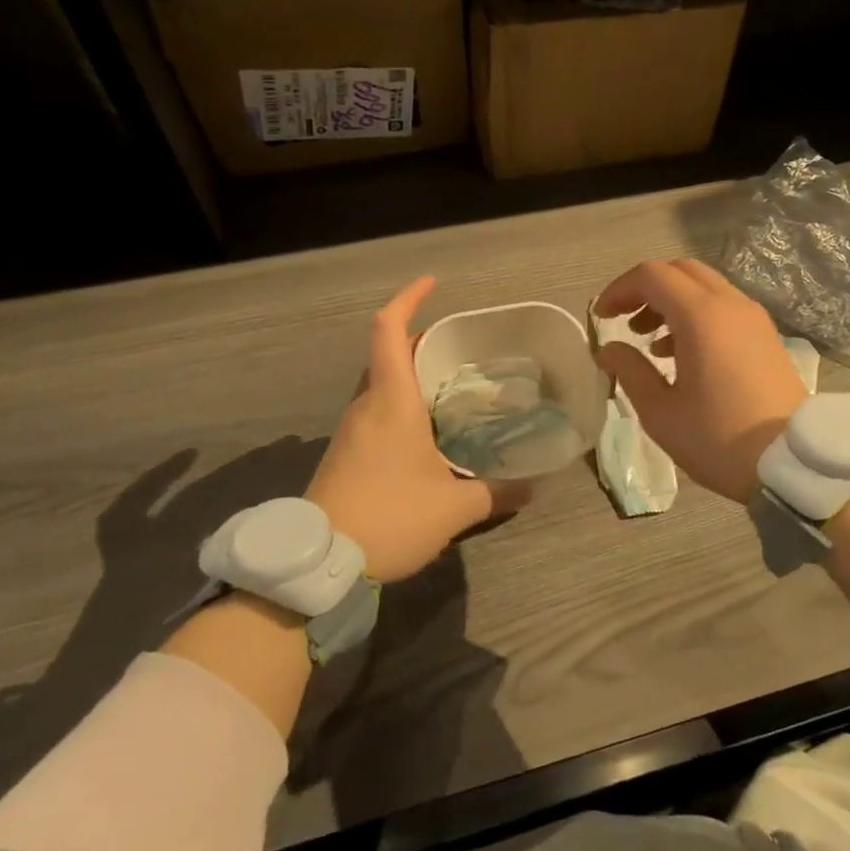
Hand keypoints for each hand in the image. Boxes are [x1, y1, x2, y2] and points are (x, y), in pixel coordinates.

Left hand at [307, 277, 525, 582]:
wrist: (317, 565)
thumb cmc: (389, 519)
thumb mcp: (453, 509)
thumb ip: (495, 493)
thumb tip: (532, 487)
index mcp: (392, 402)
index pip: (389, 331)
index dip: (408, 299)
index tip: (433, 284)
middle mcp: (367, 406)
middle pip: (387, 354)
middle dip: (420, 341)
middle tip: (460, 348)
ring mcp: (350, 430)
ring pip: (380, 385)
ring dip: (410, 376)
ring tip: (451, 388)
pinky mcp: (344, 453)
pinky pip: (375, 412)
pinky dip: (400, 405)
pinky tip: (426, 432)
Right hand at [594, 259, 805, 503]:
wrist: (792, 464)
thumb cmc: (718, 438)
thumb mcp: (660, 412)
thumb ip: (629, 371)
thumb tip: (609, 349)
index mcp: (701, 316)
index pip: (652, 275)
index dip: (620, 289)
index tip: (602, 317)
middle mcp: (730, 304)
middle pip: (680, 271)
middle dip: (646, 289)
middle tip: (625, 320)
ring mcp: (753, 318)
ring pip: (704, 287)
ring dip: (671, 301)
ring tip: (650, 342)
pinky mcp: (766, 336)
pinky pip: (724, 307)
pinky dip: (696, 314)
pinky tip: (682, 354)